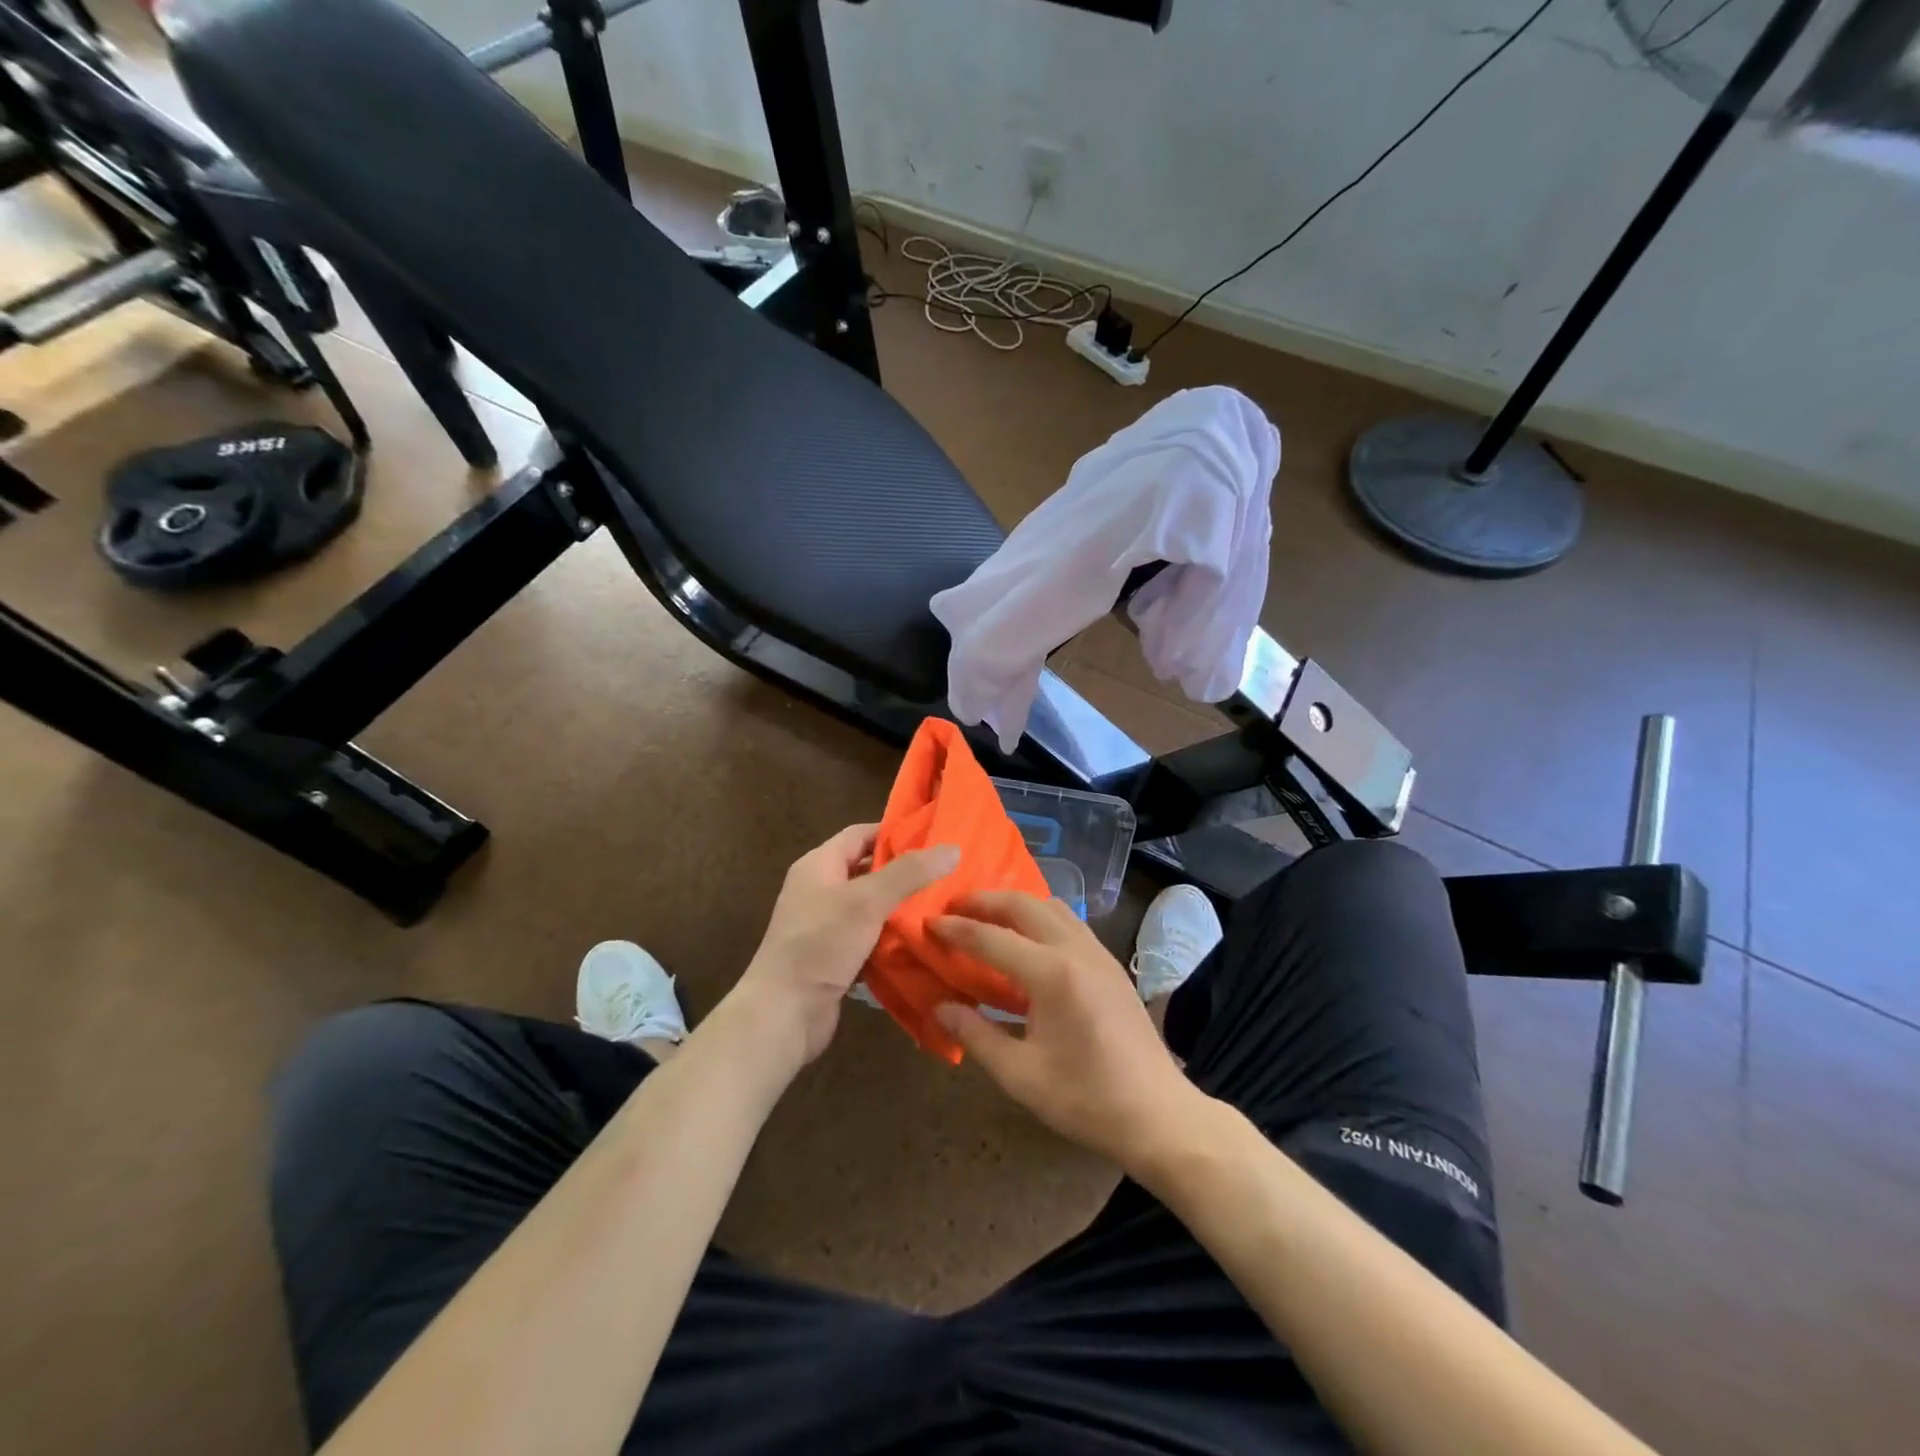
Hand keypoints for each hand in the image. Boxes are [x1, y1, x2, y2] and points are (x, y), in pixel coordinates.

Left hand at [731, 824, 957, 1069]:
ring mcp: (825, 926)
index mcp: (819, 865)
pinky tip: (923, 942)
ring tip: (944, 907)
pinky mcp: (834, 958)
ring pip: (872, 907)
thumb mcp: (867, 900)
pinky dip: (892, 939)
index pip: (861, 835)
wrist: (782, 1014)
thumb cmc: (821, 944)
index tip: (935, 840)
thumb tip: (953, 848)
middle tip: (948, 875)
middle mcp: (820, 890)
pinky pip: (869, 939)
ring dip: (902, 908)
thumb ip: (909, 873)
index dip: (895, 833)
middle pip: (868, 871)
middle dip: (905, 873)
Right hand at [931, 892, 1210, 1172]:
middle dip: (984, 900)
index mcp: (1052, 974)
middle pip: (1023, 904)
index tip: (926, 923)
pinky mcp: (1110, 963)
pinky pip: (1069, 921)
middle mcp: (1076, 950)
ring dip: (1014, 904)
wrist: (1158, 1114)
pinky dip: (1040, 917)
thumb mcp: (1021, 1075)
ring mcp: (1098, 952)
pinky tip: (1026, 941)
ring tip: (986, 918)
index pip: (991, 938)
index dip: (955, 929)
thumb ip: (975, 1036)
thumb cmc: (1086, 1100)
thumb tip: (940, 1006)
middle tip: (952, 907)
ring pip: (1050, 906)